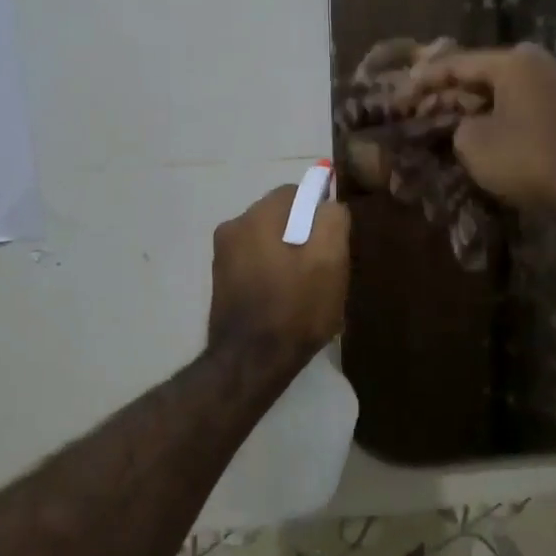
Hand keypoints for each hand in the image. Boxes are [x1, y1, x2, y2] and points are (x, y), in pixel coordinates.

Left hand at [207, 185, 350, 362]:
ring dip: (290, 258)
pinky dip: (274, 274)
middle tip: (325, 270)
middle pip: (282, 218)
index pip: (297, 193)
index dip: (321, 214)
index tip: (334, 245)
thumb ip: (333, 220)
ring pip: (270, 242)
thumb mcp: (329, 260)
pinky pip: (257, 264)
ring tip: (307, 291)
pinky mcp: (222, 281)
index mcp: (256, 216)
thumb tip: (328, 205)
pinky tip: (287, 301)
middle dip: (305, 237)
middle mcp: (233, 227)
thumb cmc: (295, 308)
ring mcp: (223, 256)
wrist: (251, 362)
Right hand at [405, 44, 555, 219]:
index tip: (402, 89)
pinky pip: (520, 103)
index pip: (458, 62)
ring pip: (502, 89)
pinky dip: (496, 113)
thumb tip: (463, 122)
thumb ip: (456, 122)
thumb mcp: (472, 142)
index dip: (425, 78)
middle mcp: (539, 63)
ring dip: (473, 103)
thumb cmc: (525, 159)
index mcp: (514, 61)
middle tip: (420, 103)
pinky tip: (477, 126)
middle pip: (482, 73)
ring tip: (443, 115)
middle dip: (450, 90)